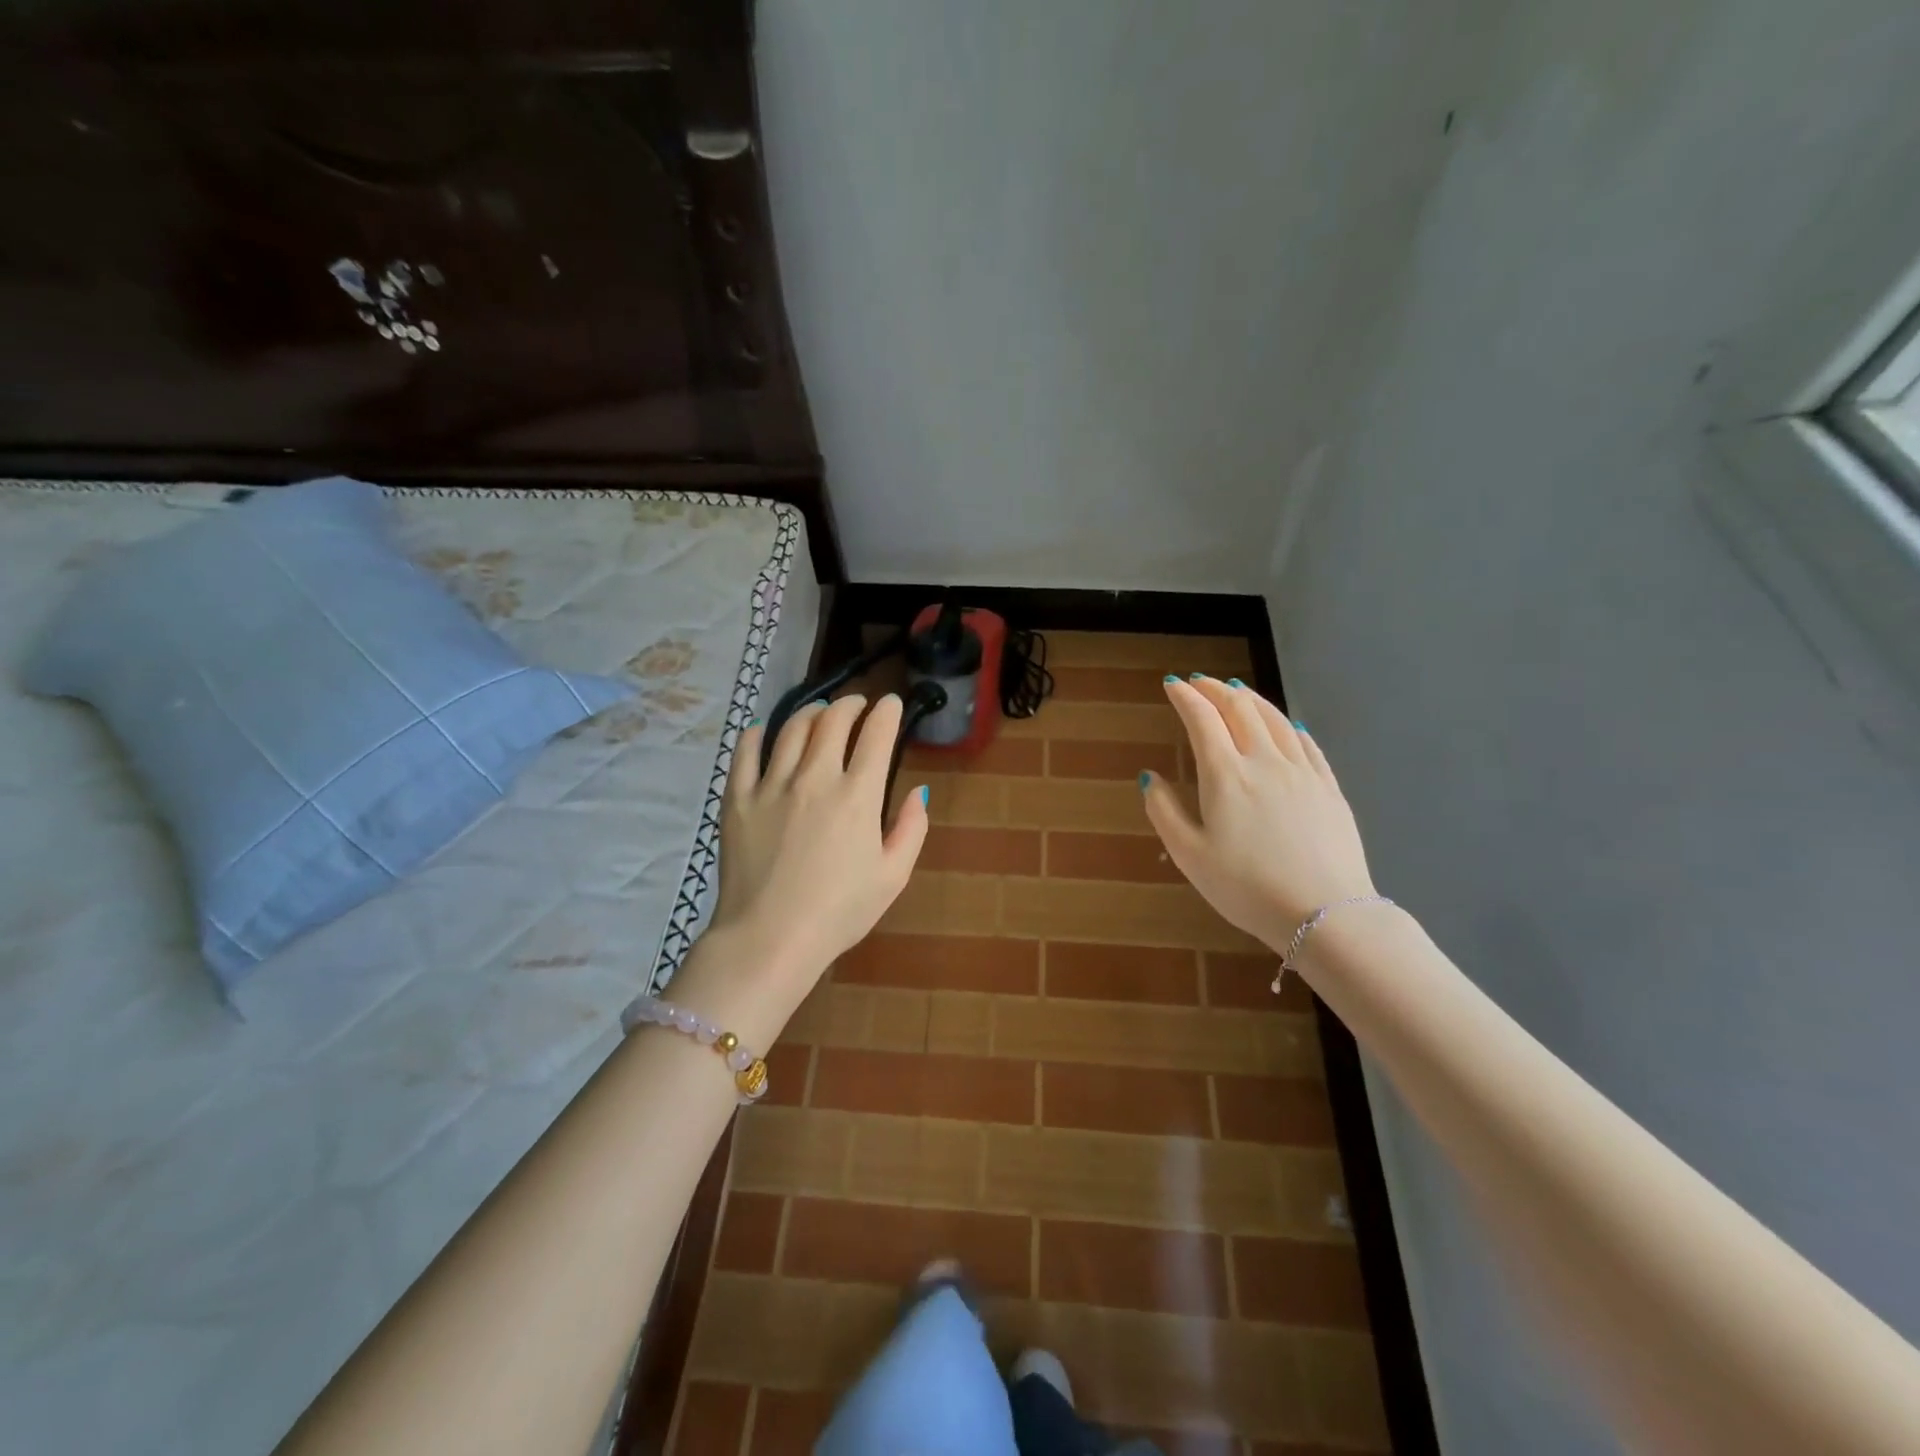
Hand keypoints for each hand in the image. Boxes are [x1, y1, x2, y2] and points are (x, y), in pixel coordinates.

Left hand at [677, 694, 929, 1042]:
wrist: (769, 938)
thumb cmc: (839, 912)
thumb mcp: (893, 876)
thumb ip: (912, 828)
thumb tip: (918, 791)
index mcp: (857, 795)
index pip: (876, 734)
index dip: (887, 711)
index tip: (891, 703)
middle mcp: (815, 778)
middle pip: (833, 721)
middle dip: (850, 704)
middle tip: (857, 704)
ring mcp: (772, 785)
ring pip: (792, 728)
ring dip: (811, 711)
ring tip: (819, 711)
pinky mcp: (738, 798)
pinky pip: (745, 753)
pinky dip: (757, 734)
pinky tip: (763, 730)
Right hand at [1143, 677, 1375, 953]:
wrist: (1324, 914)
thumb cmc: (1247, 888)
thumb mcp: (1189, 855)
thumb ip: (1163, 811)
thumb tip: (1149, 776)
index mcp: (1225, 775)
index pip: (1202, 719)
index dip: (1185, 696)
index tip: (1172, 685)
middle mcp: (1265, 761)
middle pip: (1240, 708)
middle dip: (1215, 689)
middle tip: (1199, 682)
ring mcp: (1302, 772)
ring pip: (1275, 719)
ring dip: (1250, 698)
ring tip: (1236, 691)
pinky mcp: (1329, 787)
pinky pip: (1306, 742)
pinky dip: (1287, 724)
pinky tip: (1285, 724)